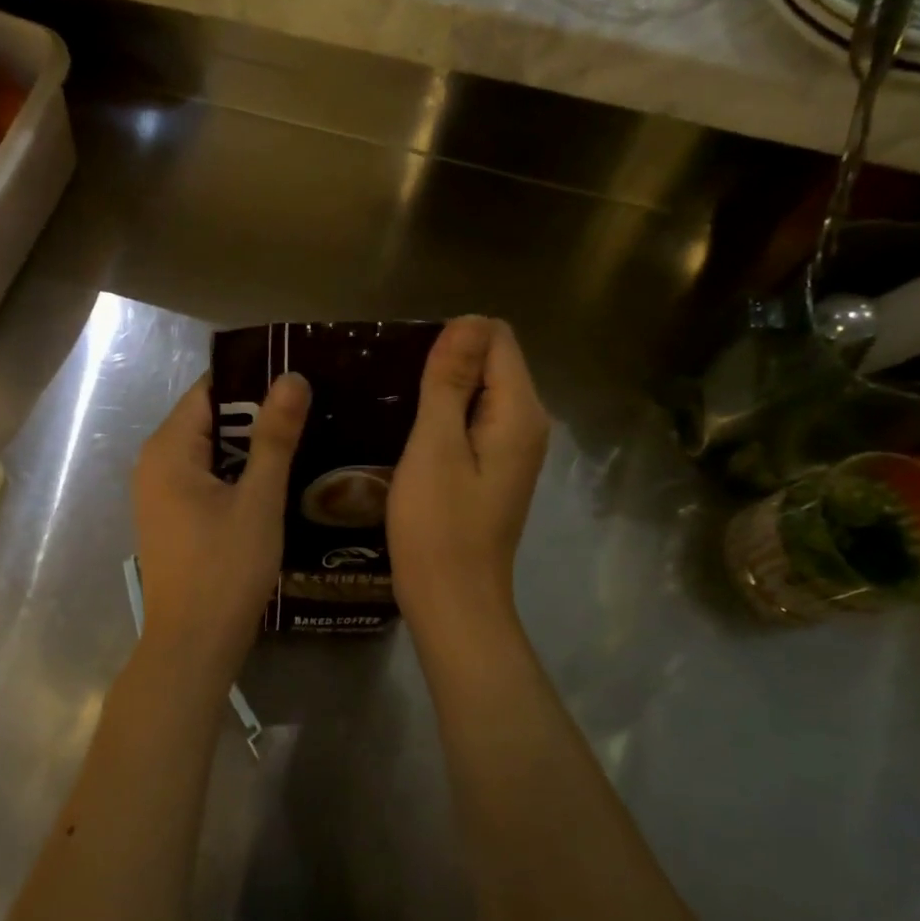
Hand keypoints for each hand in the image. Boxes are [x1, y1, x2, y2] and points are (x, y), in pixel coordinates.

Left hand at [133, 371, 309, 670]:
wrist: (192, 645)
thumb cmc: (225, 569)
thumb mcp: (258, 500)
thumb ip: (275, 437)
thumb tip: (292, 377)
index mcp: (168, 449)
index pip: (209, 390)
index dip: (253, 380)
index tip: (299, 378)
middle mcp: (154, 463)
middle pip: (208, 419)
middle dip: (256, 414)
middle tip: (312, 409)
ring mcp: (159, 493)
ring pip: (210, 451)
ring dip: (250, 446)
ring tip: (304, 437)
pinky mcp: (171, 517)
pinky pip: (204, 478)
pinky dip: (237, 473)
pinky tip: (276, 478)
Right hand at [389, 317, 548, 635]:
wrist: (452, 600)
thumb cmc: (438, 525)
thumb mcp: (435, 446)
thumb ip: (451, 382)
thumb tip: (468, 320)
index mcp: (518, 412)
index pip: (495, 338)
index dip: (451, 340)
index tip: (408, 368)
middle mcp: (527, 425)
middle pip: (490, 364)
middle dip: (444, 365)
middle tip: (392, 391)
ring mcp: (512, 451)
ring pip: (478, 395)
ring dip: (439, 394)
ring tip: (393, 410)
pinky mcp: (493, 472)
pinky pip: (472, 424)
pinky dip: (443, 421)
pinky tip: (408, 438)